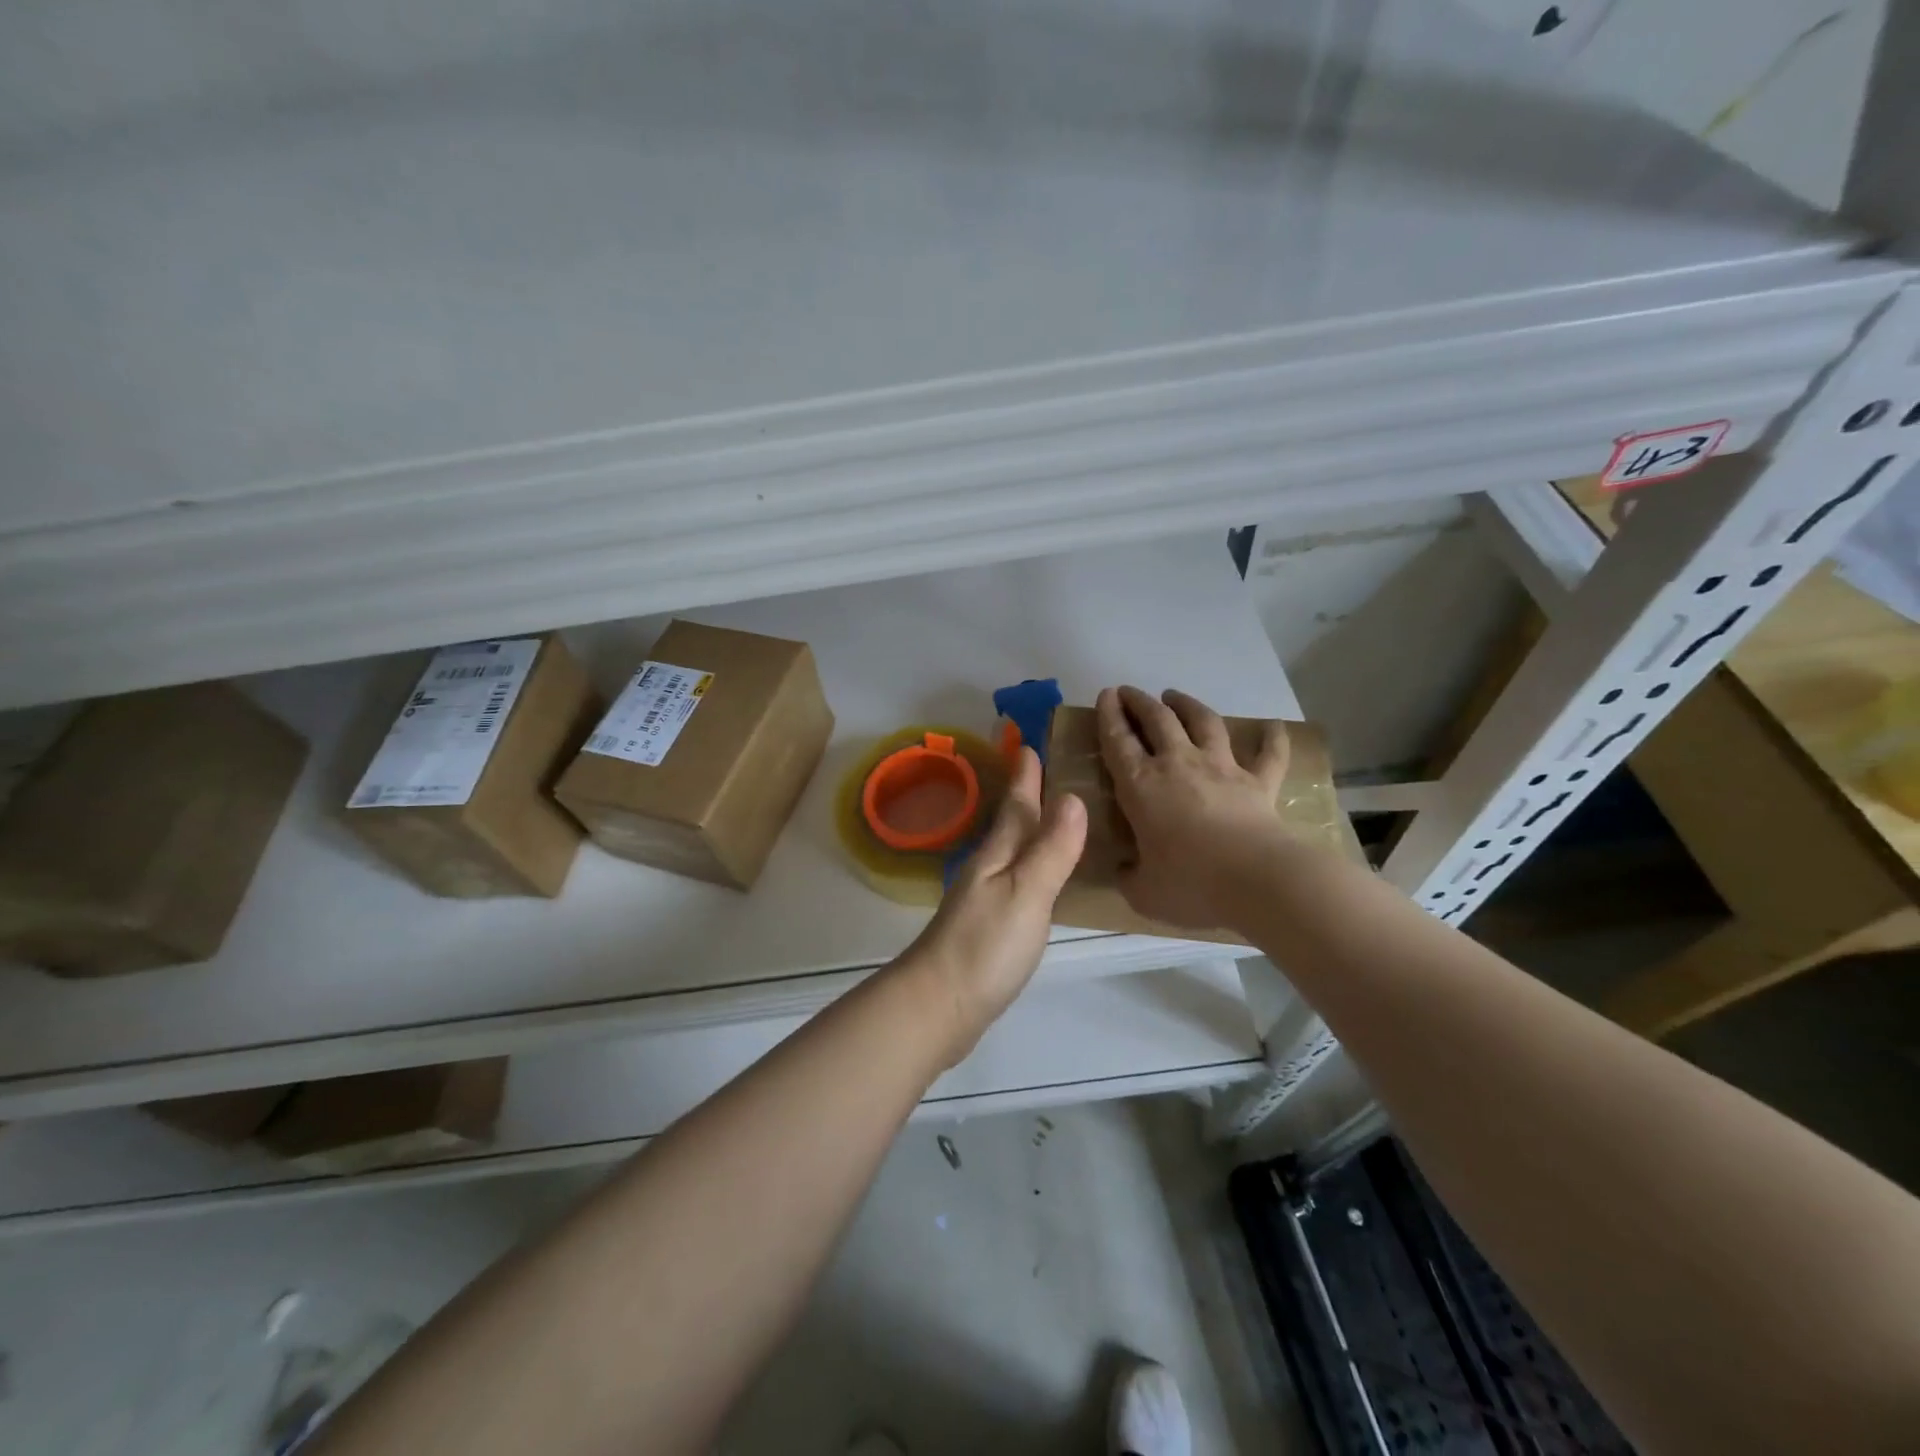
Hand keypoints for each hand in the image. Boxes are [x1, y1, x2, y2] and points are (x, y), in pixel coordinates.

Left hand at [898, 746, 1086, 1066]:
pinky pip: (1013, 879)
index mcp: (997, 855)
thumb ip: (1050, 849)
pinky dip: (1027, 866)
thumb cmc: (985, 946)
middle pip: (1010, 824)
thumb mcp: (1026, 893)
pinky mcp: (985, 927)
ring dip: (1028, 829)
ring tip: (1050, 815)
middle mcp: (988, 869)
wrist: (938, 1006)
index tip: (1028, 742)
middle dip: (1025, 795)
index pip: (1016, 805)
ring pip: (1010, 850)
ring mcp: (983, 899)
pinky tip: (1037, 877)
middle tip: (1044, 770)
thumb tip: (1072, 796)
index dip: (1024, 776)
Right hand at [1096, 685, 1289, 930]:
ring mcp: (1222, 769)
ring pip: (1204, 722)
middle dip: (1139, 702)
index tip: (1105, 696)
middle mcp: (1179, 765)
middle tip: (1129, 692)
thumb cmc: (1191, 884)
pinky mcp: (1259, 782)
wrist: (1257, 881)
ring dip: (1188, 705)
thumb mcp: (1143, 892)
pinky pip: (1269, 754)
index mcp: (1141, 786)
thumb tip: (1125, 871)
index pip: (1118, 741)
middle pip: (1158, 720)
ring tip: (1175, 696)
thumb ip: (1129, 877)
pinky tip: (1274, 726)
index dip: (1109, 715)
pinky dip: (1272, 738)